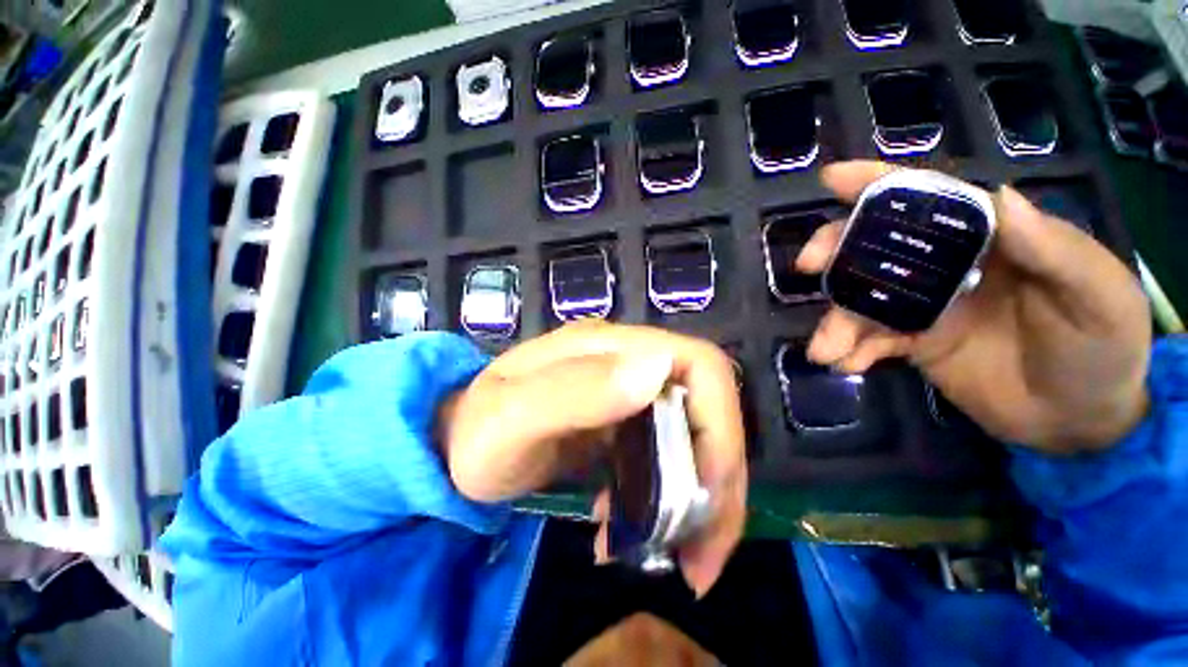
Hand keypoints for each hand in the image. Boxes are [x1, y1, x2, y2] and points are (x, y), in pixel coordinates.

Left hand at [438, 320, 746, 595]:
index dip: (719, 426)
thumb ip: (574, 389)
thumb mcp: (509, 416)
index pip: (699, 366)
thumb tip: (657, 370)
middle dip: (717, 483)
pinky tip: (630, 530)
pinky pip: (665, 459)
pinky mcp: (623, 424)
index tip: (706, 494)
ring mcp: (627, 393)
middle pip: (707, 410)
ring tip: (675, 559)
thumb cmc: (474, 432)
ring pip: (694, 441)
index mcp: (608, 347)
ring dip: (697, 503)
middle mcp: (628, 362)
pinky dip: (665, 502)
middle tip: (698, 558)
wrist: (454, 444)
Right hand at [797, 161, 1150, 453]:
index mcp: (990, 239)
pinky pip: (869, 340)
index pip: (931, 199)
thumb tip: (999, 195)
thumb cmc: (1101, 348)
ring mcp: (924, 306)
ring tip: (824, 349)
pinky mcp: (912, 342)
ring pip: (862, 300)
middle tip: (808, 267)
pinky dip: (850, 350)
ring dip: (835, 320)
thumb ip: (1053, 250)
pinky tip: (844, 364)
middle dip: (836, 251)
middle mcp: (948, 266)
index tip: (832, 178)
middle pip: (877, 245)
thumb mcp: (1097, 295)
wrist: (1077, 421)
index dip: (880, 183)